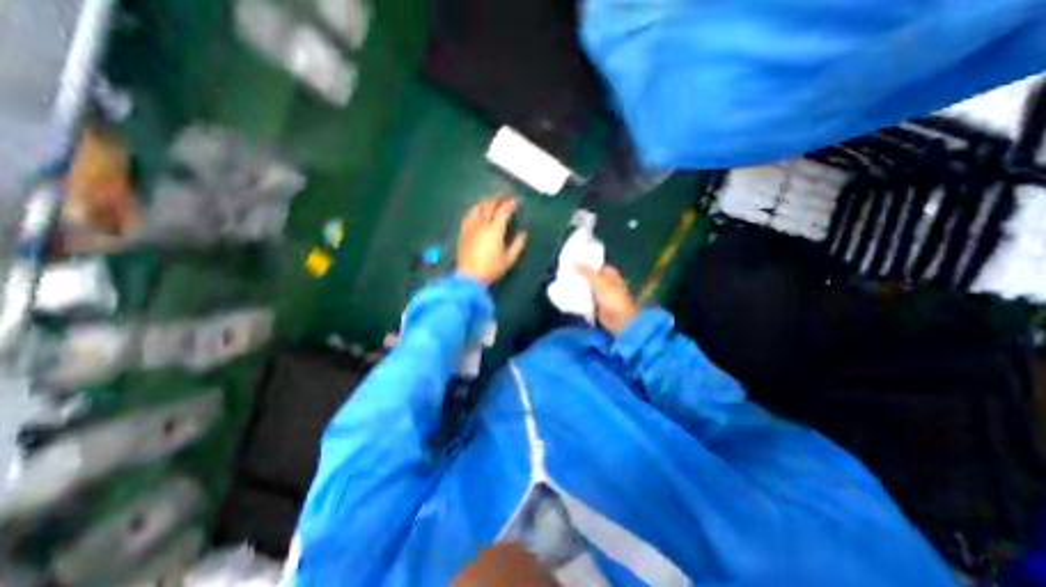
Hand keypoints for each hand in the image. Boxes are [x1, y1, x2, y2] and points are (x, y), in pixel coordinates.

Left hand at [457, 196, 526, 284]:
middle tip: (503, 198)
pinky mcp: (463, 231)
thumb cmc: (491, 269)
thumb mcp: (509, 259)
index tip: (515, 202)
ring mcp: (471, 227)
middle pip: (489, 206)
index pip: (503, 211)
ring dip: (486, 202)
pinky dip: (475, 210)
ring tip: (491, 202)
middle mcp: (482, 224)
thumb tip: (523, 234)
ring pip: (478, 208)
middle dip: (498, 200)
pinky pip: (469, 215)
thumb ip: (518, 245)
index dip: (510, 205)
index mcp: (495, 230)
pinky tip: (477, 211)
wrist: (469, 277)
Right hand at [571, 264, 637, 333]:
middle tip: (564, 271)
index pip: (596, 265)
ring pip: (587, 288)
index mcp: (610, 274)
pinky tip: (568, 294)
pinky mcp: (596, 305)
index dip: (585, 263)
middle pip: (590, 277)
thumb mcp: (599, 282)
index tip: (572, 261)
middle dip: (579, 275)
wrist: (620, 321)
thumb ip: (586, 272)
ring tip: (563, 281)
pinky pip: (585, 299)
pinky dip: (578, 297)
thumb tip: (574, 262)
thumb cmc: (613, 298)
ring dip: (578, 286)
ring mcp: (601, 294)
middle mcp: (605, 283)